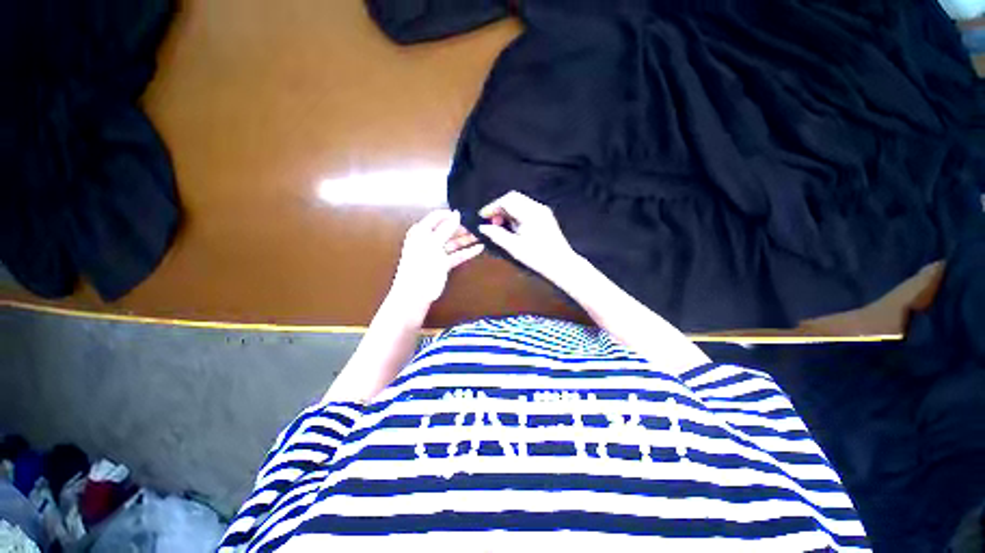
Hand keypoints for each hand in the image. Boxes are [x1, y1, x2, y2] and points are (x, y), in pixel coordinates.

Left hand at [390, 210, 483, 309]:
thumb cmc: (421, 269)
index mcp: (421, 232)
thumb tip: (456, 214)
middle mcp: (428, 240)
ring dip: (467, 239)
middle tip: (478, 225)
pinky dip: (467, 252)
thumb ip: (445, 229)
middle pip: (447, 229)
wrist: (414, 296)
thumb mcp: (433, 246)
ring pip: (453, 242)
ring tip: (482, 235)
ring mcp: (436, 253)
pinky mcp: (442, 264)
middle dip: (462, 227)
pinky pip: (456, 254)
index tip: (467, 214)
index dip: (451, 214)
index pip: (437, 217)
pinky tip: (479, 248)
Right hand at [478, 191, 579, 281]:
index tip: (482, 217)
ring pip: (520, 202)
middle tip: (491, 221)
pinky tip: (512, 226)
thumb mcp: (514, 247)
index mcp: (529, 213)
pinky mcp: (546, 216)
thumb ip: (497, 235)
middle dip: (499, 207)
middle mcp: (537, 207)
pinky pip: (526, 208)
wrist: (561, 264)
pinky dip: (516, 213)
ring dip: (507, 210)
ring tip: (500, 225)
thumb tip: (483, 227)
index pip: (506, 200)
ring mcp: (543, 211)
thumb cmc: (537, 257)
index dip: (492, 207)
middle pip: (513, 197)